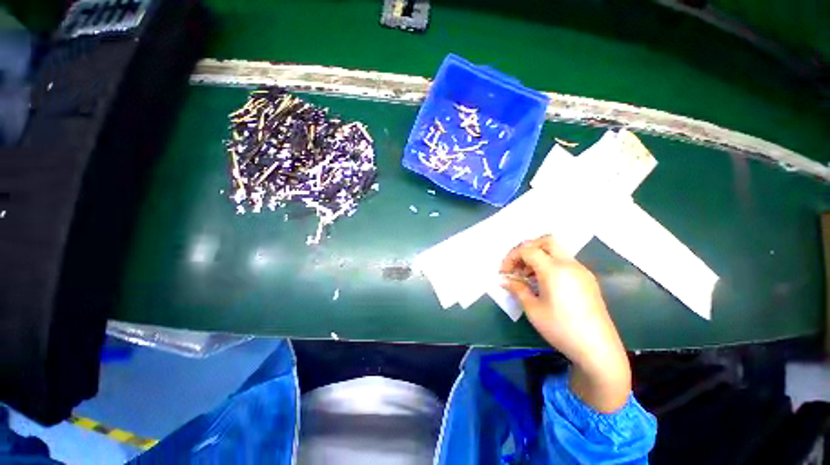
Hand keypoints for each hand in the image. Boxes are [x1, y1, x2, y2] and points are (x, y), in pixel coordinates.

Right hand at [500, 235, 630, 411]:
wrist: (598, 349)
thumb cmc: (561, 328)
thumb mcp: (533, 308)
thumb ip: (517, 288)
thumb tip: (503, 280)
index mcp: (554, 269)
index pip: (527, 250)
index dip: (511, 257)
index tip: (504, 273)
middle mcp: (569, 264)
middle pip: (545, 241)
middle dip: (527, 249)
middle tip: (517, 266)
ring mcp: (581, 271)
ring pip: (556, 250)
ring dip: (538, 257)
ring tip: (527, 277)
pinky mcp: (587, 279)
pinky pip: (565, 262)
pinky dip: (550, 264)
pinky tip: (544, 283)